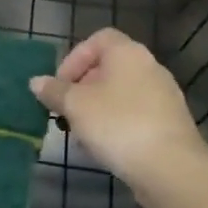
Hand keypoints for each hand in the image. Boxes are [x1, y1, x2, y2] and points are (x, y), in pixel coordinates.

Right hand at [31, 28, 207, 206]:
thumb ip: (54, 91)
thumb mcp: (75, 105)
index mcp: (128, 53)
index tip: (60, 85)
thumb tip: (37, 82)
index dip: (74, 58)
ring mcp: (163, 96)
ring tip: (81, 134)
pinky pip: (134, 115)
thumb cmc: (118, 124)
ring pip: (120, 94)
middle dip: (82, 89)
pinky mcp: (169, 123)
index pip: (98, 40)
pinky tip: (104, 148)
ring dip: (96, 110)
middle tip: (66, 112)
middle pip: (108, 68)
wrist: (170, 168)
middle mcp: (149, 67)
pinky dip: (116, 125)